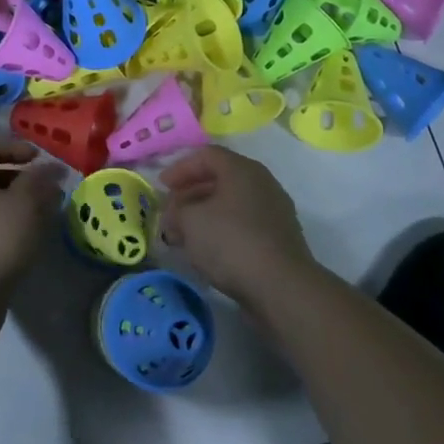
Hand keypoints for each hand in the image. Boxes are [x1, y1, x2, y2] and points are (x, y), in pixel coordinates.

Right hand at [158, 146, 316, 309]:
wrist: (281, 287)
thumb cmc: (231, 241)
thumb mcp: (190, 221)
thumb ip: (176, 211)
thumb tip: (175, 214)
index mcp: (242, 169)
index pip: (206, 155)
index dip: (180, 168)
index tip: (161, 187)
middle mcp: (262, 183)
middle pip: (220, 179)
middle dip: (190, 194)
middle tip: (171, 213)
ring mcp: (274, 212)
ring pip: (231, 205)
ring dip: (204, 215)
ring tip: (184, 236)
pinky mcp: (279, 239)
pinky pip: (244, 225)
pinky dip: (222, 231)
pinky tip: (208, 251)